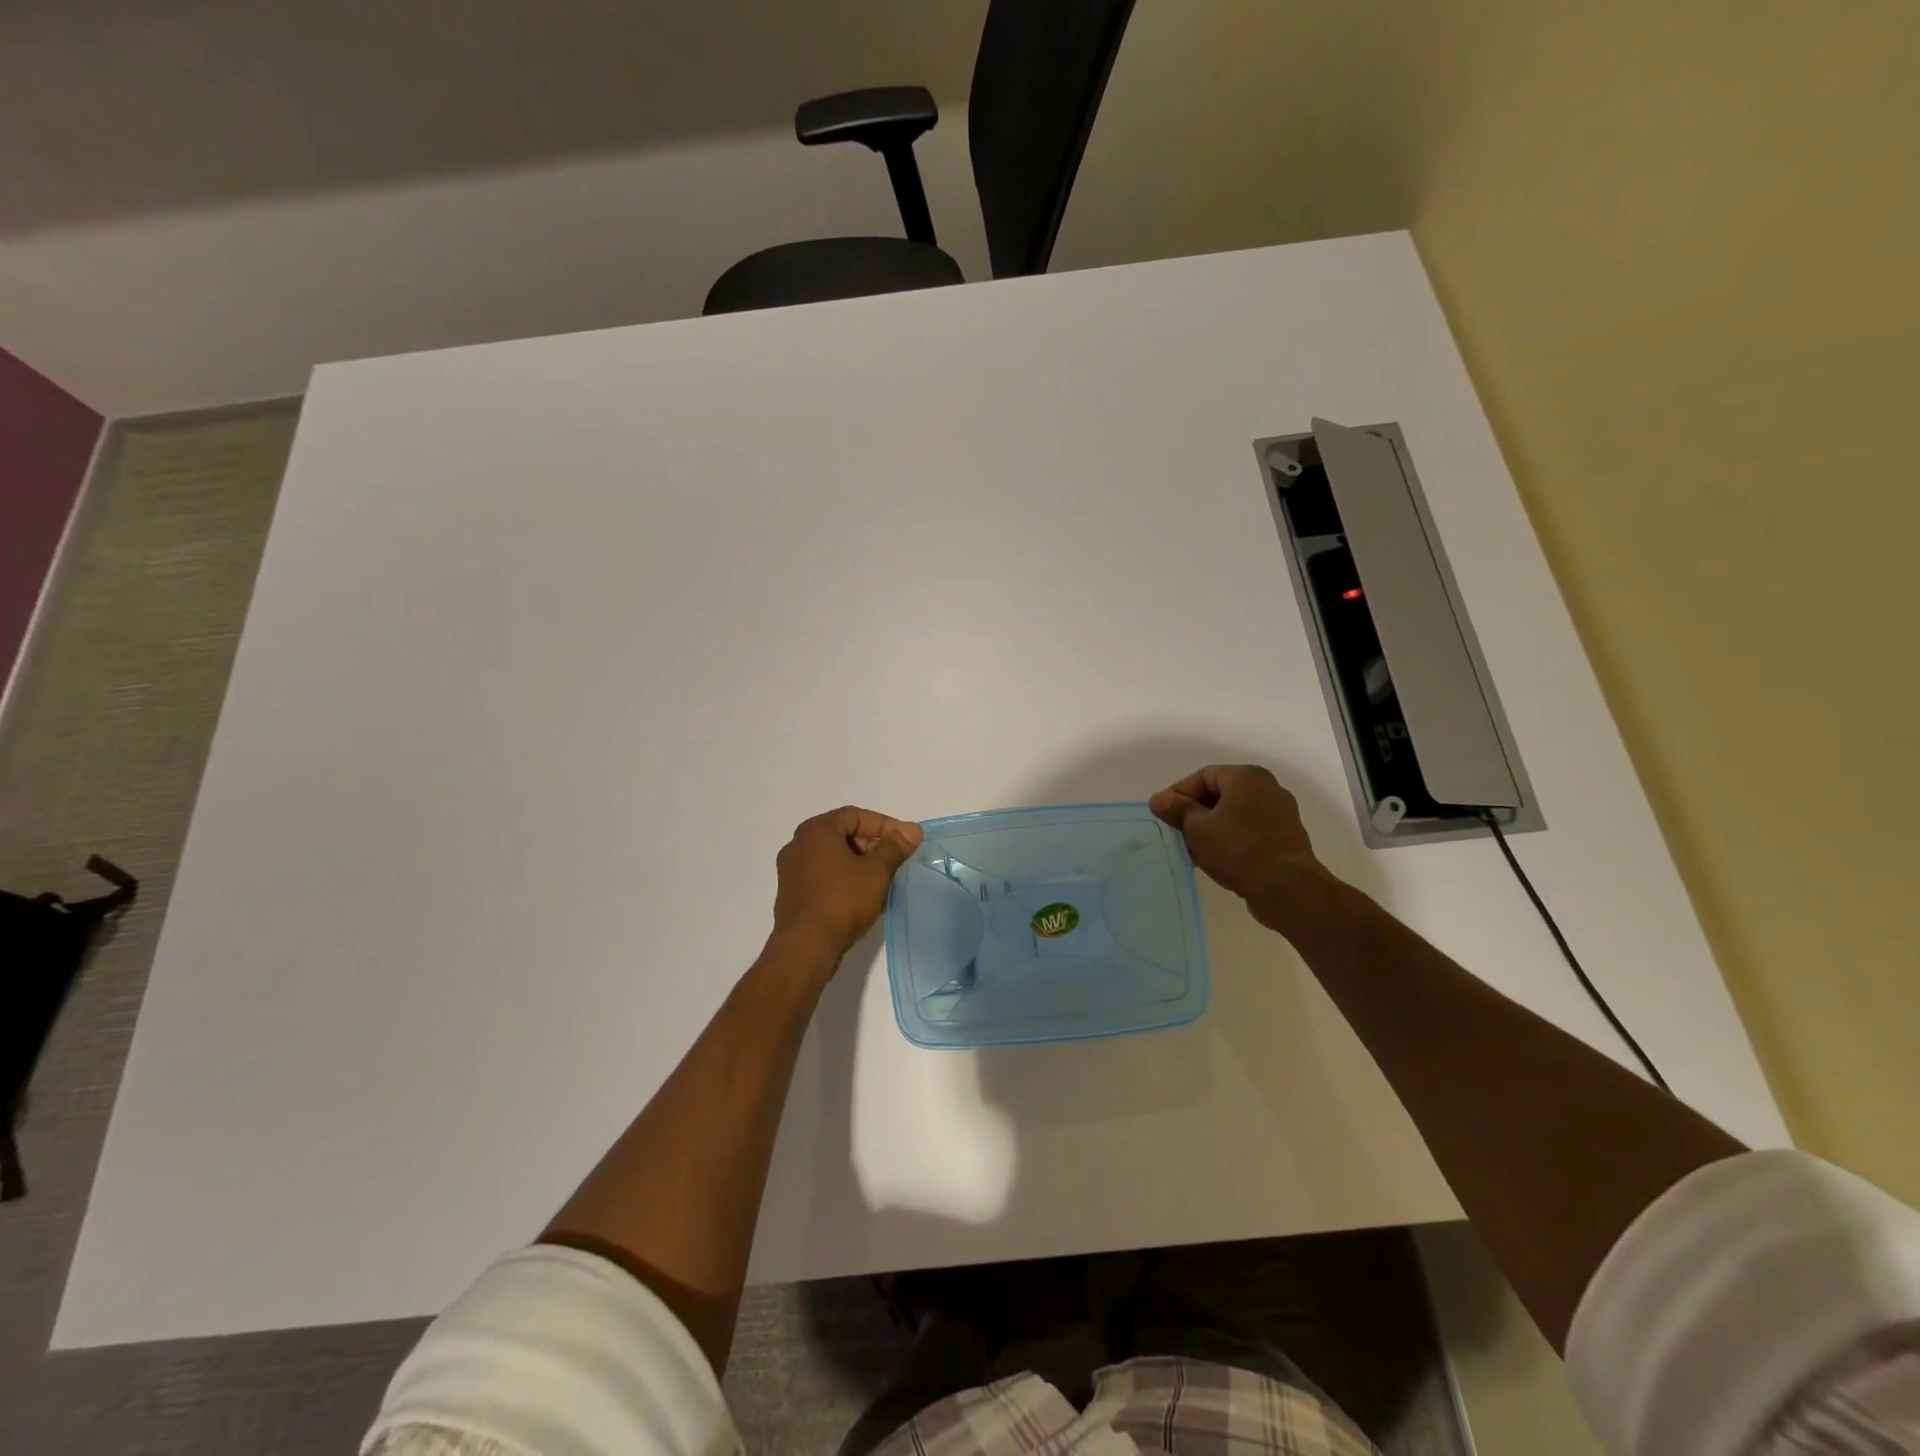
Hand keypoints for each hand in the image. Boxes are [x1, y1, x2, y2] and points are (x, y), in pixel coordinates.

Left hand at [771, 806, 922, 963]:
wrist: (805, 948)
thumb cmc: (842, 901)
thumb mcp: (876, 871)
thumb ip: (895, 847)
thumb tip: (912, 830)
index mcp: (815, 831)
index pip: (855, 815)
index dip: (885, 825)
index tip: (906, 841)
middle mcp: (798, 845)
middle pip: (843, 834)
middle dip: (873, 845)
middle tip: (896, 860)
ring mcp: (791, 871)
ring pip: (833, 857)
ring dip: (860, 864)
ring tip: (884, 880)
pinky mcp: (792, 894)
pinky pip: (824, 876)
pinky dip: (845, 879)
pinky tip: (863, 897)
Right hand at [1149, 765, 1334, 934]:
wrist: (1287, 888)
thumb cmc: (1238, 849)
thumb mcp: (1197, 828)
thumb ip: (1177, 810)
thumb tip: (1158, 799)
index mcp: (1247, 777)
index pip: (1203, 776)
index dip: (1178, 793)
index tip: (1162, 815)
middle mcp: (1268, 788)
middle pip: (1220, 794)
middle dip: (1194, 813)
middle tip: (1175, 834)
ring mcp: (1280, 814)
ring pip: (1234, 815)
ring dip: (1210, 829)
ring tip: (1192, 852)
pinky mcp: (1286, 838)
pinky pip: (1250, 831)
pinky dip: (1230, 840)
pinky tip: (1215, 860)